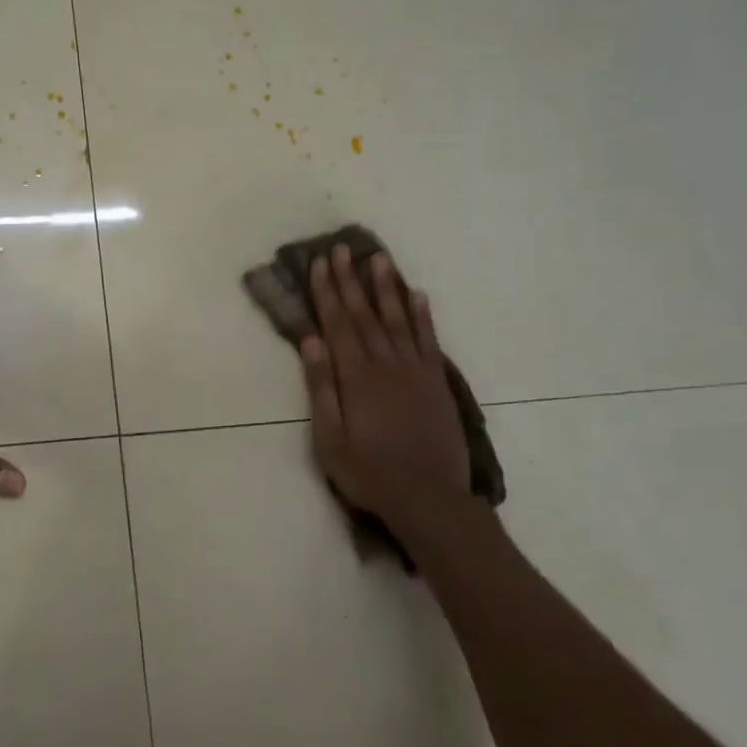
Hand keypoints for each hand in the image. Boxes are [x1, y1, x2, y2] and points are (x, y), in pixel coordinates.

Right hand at [300, 245, 469, 521]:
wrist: (429, 497)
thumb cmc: (369, 472)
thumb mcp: (330, 438)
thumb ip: (321, 387)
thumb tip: (311, 342)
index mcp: (356, 376)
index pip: (338, 323)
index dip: (327, 292)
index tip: (319, 263)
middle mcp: (386, 363)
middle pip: (364, 313)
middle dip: (350, 279)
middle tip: (342, 248)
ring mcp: (415, 370)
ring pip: (397, 318)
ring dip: (385, 287)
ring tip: (378, 258)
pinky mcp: (436, 381)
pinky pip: (428, 339)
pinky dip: (422, 315)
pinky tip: (417, 294)